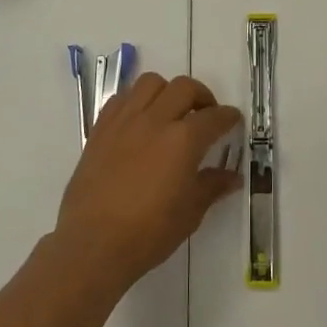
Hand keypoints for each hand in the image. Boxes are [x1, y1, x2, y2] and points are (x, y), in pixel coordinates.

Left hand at [53, 73, 243, 296]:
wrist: (93, 244)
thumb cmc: (148, 232)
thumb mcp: (190, 213)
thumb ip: (211, 187)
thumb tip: (232, 177)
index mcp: (183, 140)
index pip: (214, 117)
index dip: (228, 117)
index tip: (233, 120)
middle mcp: (155, 120)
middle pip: (183, 88)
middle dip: (201, 96)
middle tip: (205, 114)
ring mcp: (125, 121)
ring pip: (150, 83)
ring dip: (167, 91)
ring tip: (171, 111)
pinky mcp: (101, 129)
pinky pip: (121, 99)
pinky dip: (136, 101)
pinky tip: (140, 121)